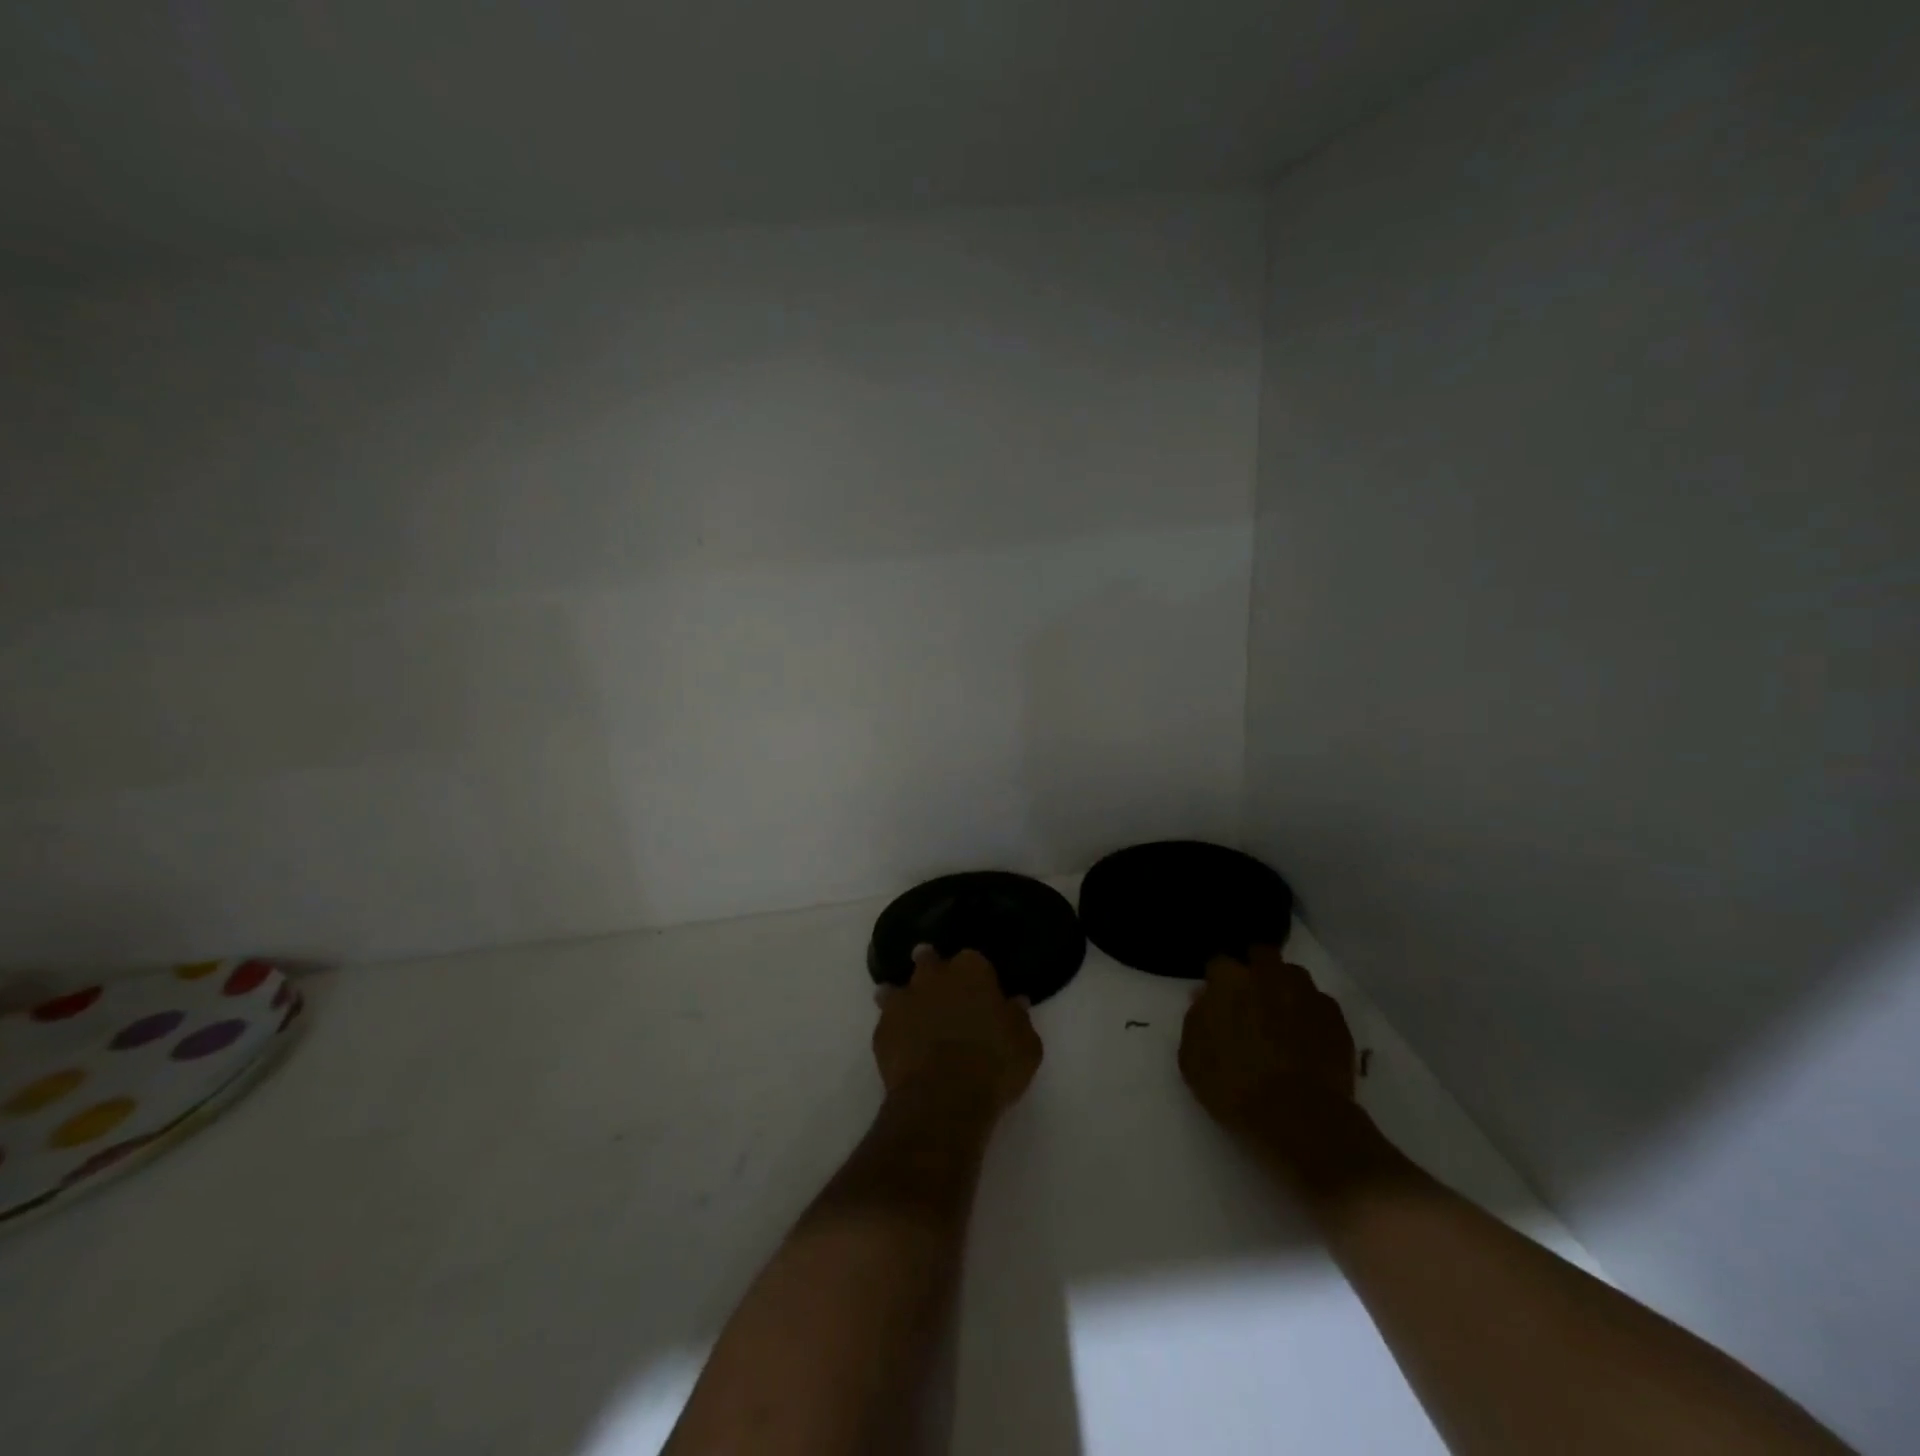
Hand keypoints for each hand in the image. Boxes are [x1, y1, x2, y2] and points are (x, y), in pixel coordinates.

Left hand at [873, 948, 1042, 1114]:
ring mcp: (903, 1001)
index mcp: (971, 971)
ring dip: (903, 997)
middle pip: (928, 960)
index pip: (973, 958)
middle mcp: (934, 977)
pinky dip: (893, 1030)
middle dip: (931, 968)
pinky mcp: (882, 1031)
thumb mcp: (1026, 1044)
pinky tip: (901, 1045)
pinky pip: (886, 1023)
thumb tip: (1015, 1003)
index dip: (976, 974)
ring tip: (911, 1013)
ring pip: (897, 989)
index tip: (980, 989)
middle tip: (939, 987)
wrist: (944, 1097)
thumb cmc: (994, 1064)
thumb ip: (1018, 1018)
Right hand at [1180, 947, 1381, 1185]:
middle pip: (1261, 955)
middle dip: (1255, 969)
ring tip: (1282, 1019)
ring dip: (1284, 989)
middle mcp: (1268, 975)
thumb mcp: (1192, 1059)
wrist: (1300, 1117)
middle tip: (1251, 1000)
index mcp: (1229, 981)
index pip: (1218, 964)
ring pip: (1293, 976)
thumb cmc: (1234, 1087)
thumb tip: (1205, 998)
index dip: (1217, 982)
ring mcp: (1306, 994)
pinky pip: (1319, 1005)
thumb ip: (1196, 1019)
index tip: (1217, 1000)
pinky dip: (1310, 1015)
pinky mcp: (1335, 1017)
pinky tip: (1307, 1040)